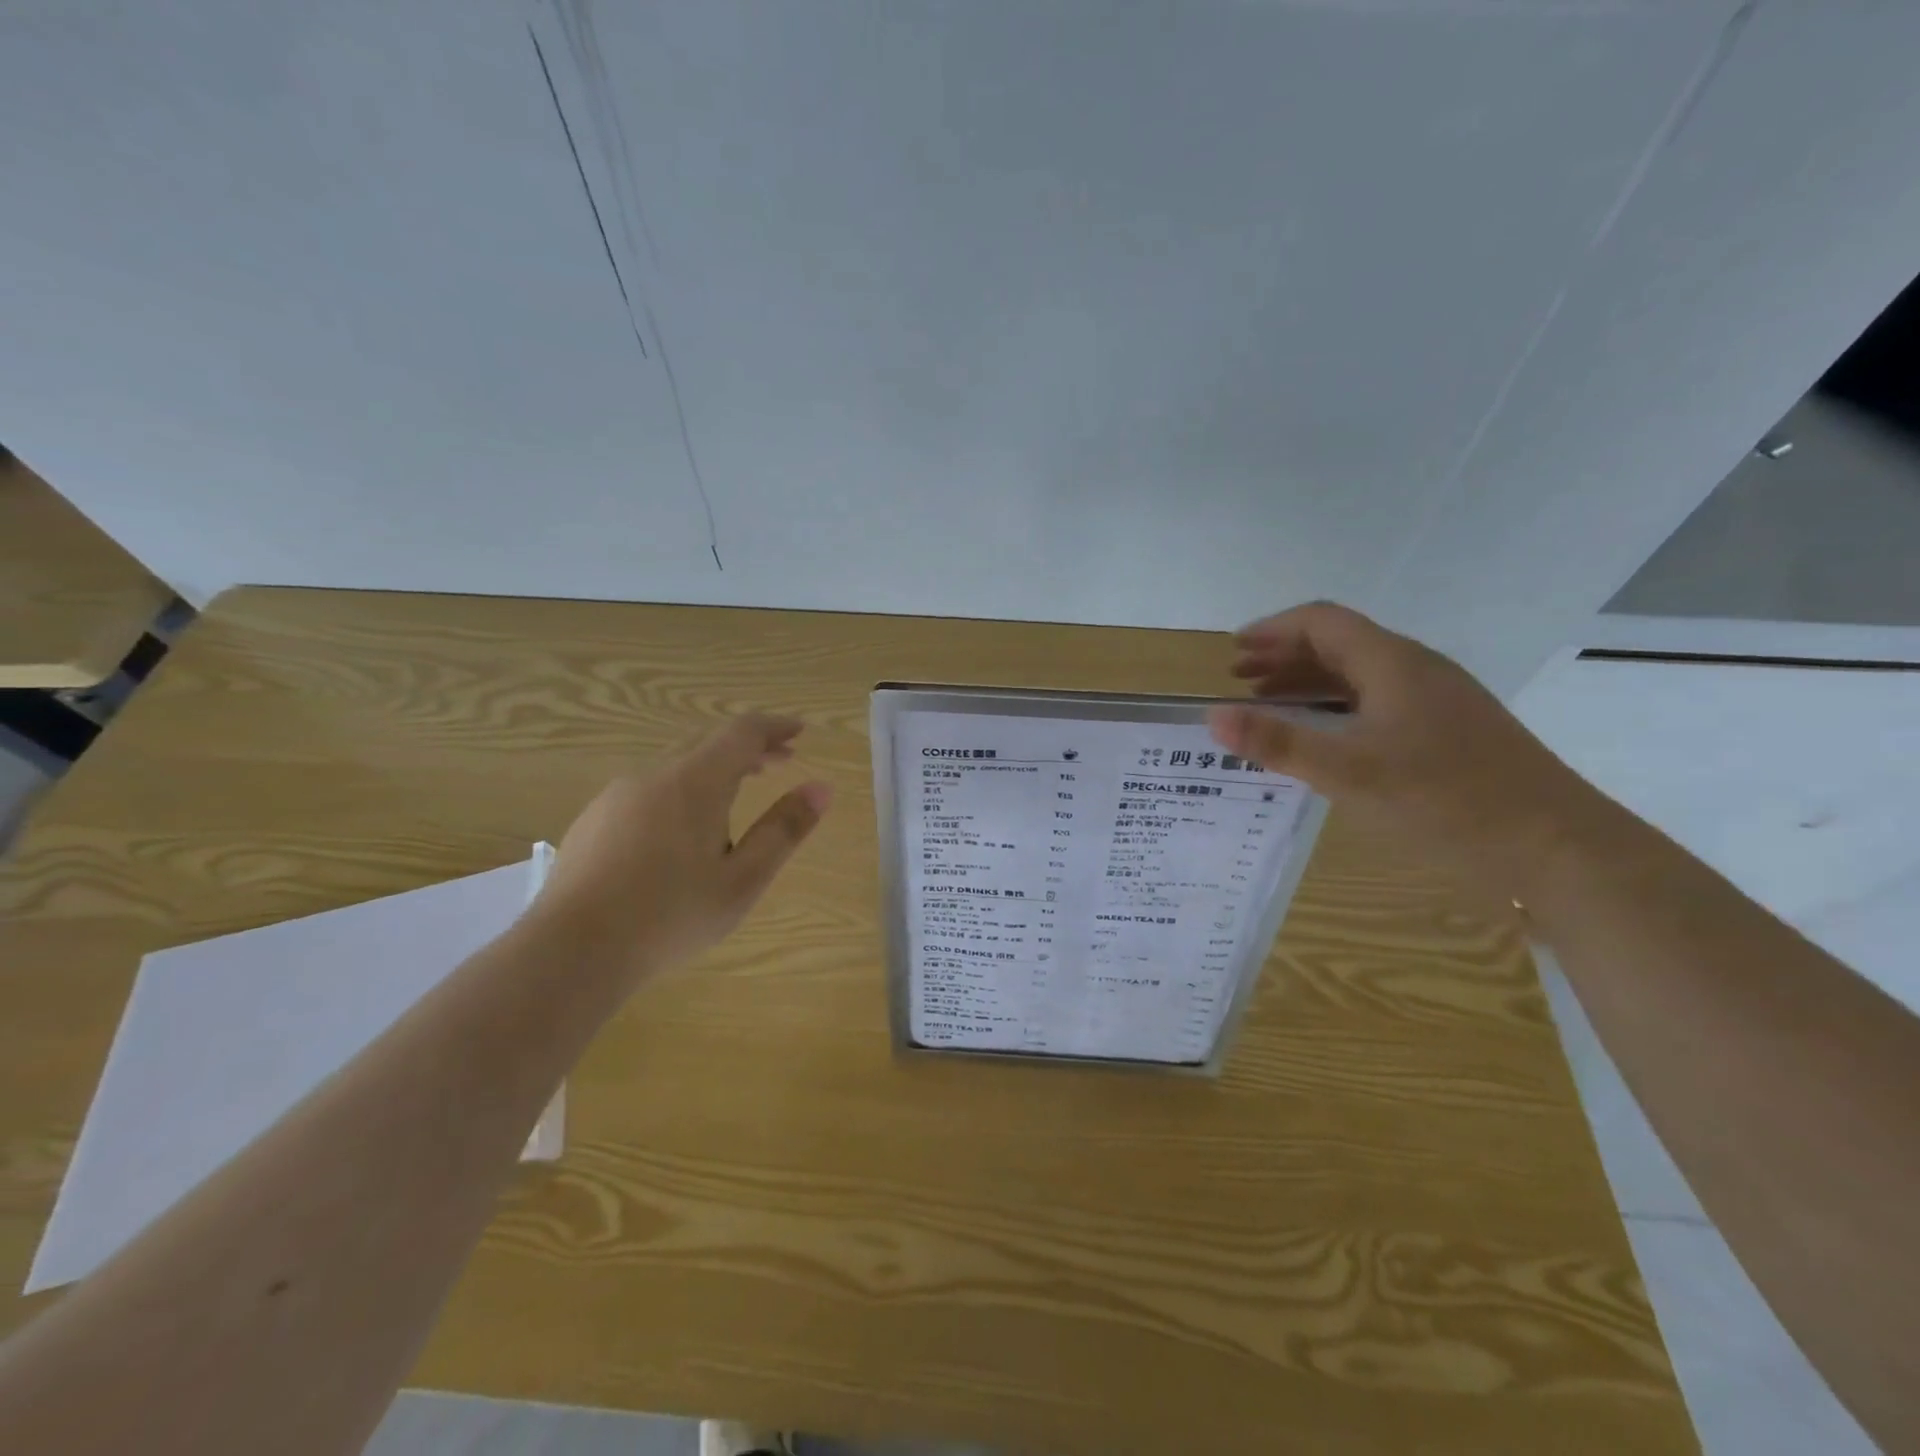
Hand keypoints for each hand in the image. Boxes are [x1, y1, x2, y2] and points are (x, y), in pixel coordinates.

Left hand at [532, 714, 831, 984]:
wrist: (571, 950)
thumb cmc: (670, 915)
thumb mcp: (742, 879)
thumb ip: (783, 830)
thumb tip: (822, 788)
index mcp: (695, 781)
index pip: (743, 732)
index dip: (775, 727)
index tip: (800, 731)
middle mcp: (654, 774)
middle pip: (709, 741)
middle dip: (749, 746)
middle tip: (781, 760)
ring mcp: (617, 795)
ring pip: (676, 762)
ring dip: (715, 767)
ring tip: (737, 795)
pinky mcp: (594, 819)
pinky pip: (649, 786)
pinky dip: (683, 787)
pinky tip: (683, 829)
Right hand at [1208, 602, 1611, 906]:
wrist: (1556, 849)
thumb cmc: (1446, 800)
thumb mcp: (1349, 772)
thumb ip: (1278, 742)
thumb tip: (1212, 717)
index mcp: (1393, 663)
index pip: (1322, 622)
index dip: (1272, 630)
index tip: (1232, 652)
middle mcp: (1416, 670)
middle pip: (1340, 645)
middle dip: (1284, 657)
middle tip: (1240, 680)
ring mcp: (1437, 702)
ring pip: (1360, 677)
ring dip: (1309, 684)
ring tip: (1269, 706)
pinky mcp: (1449, 734)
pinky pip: (1377, 704)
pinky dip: (1337, 710)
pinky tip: (1324, 741)